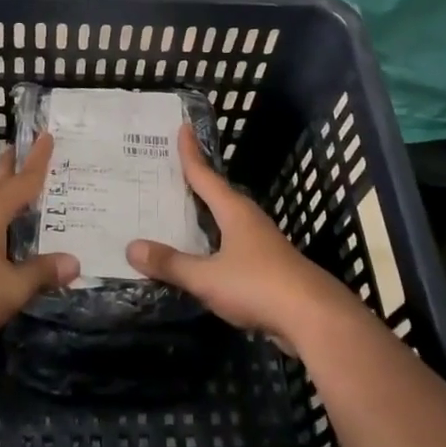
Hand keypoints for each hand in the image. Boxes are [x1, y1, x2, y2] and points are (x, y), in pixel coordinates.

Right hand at [126, 126, 356, 347]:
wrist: (314, 318)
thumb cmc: (259, 285)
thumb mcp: (207, 277)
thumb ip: (171, 264)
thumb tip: (131, 247)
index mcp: (234, 211)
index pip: (206, 175)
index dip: (191, 153)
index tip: (183, 127)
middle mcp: (248, 220)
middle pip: (217, 194)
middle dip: (195, 183)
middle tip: (167, 172)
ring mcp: (261, 244)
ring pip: (226, 221)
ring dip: (204, 215)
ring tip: (177, 212)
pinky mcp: (267, 268)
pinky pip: (231, 246)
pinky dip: (213, 243)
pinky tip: (201, 255)